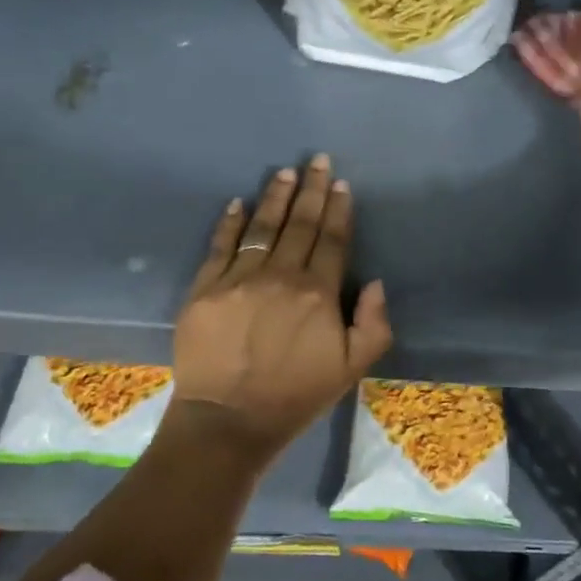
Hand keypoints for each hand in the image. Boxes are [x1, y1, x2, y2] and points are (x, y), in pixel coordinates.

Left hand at [172, 155, 392, 463]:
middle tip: (317, 161)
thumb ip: (373, 324)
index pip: (332, 240)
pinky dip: (231, 223)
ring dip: (276, 197)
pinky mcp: (205, 288)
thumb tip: (375, 282)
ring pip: (262, 228)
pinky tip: (239, 202)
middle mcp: (280, 276)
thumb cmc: (295, 396)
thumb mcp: (351, 369)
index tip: (341, 185)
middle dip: (312, 190)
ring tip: (285, 173)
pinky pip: (220, 246)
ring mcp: (239, 279)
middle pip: (300, 224)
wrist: (228, 420)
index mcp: (318, 293)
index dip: (338, 210)